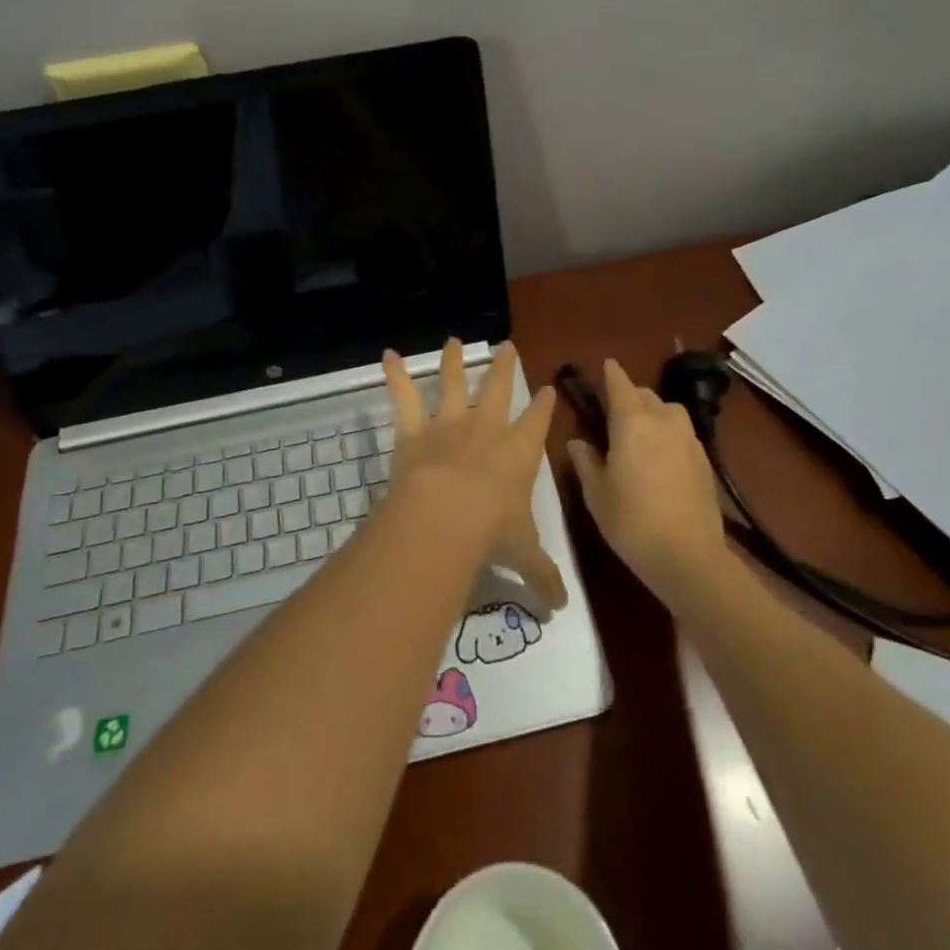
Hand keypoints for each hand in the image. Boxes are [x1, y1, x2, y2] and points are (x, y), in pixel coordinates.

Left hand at [383, 339, 567, 612]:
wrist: (446, 517)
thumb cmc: (492, 532)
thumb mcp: (524, 556)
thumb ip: (543, 577)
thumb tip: (562, 609)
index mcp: (519, 452)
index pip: (538, 421)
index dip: (544, 404)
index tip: (548, 388)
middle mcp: (487, 429)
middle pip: (499, 388)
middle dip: (504, 367)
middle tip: (506, 346)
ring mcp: (449, 424)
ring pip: (454, 383)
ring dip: (453, 361)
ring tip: (453, 340)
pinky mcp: (414, 429)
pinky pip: (403, 396)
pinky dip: (394, 374)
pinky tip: (387, 353)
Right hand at [567, 359, 728, 604]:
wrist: (689, 556)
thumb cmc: (632, 522)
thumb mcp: (597, 494)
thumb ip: (586, 462)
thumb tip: (578, 442)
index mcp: (631, 422)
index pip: (620, 384)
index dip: (611, 373)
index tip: (606, 365)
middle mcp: (662, 420)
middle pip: (645, 395)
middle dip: (630, 396)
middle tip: (614, 414)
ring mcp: (688, 438)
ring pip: (668, 411)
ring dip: (653, 413)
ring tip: (641, 434)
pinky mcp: (704, 459)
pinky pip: (682, 433)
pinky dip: (669, 434)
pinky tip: (662, 458)